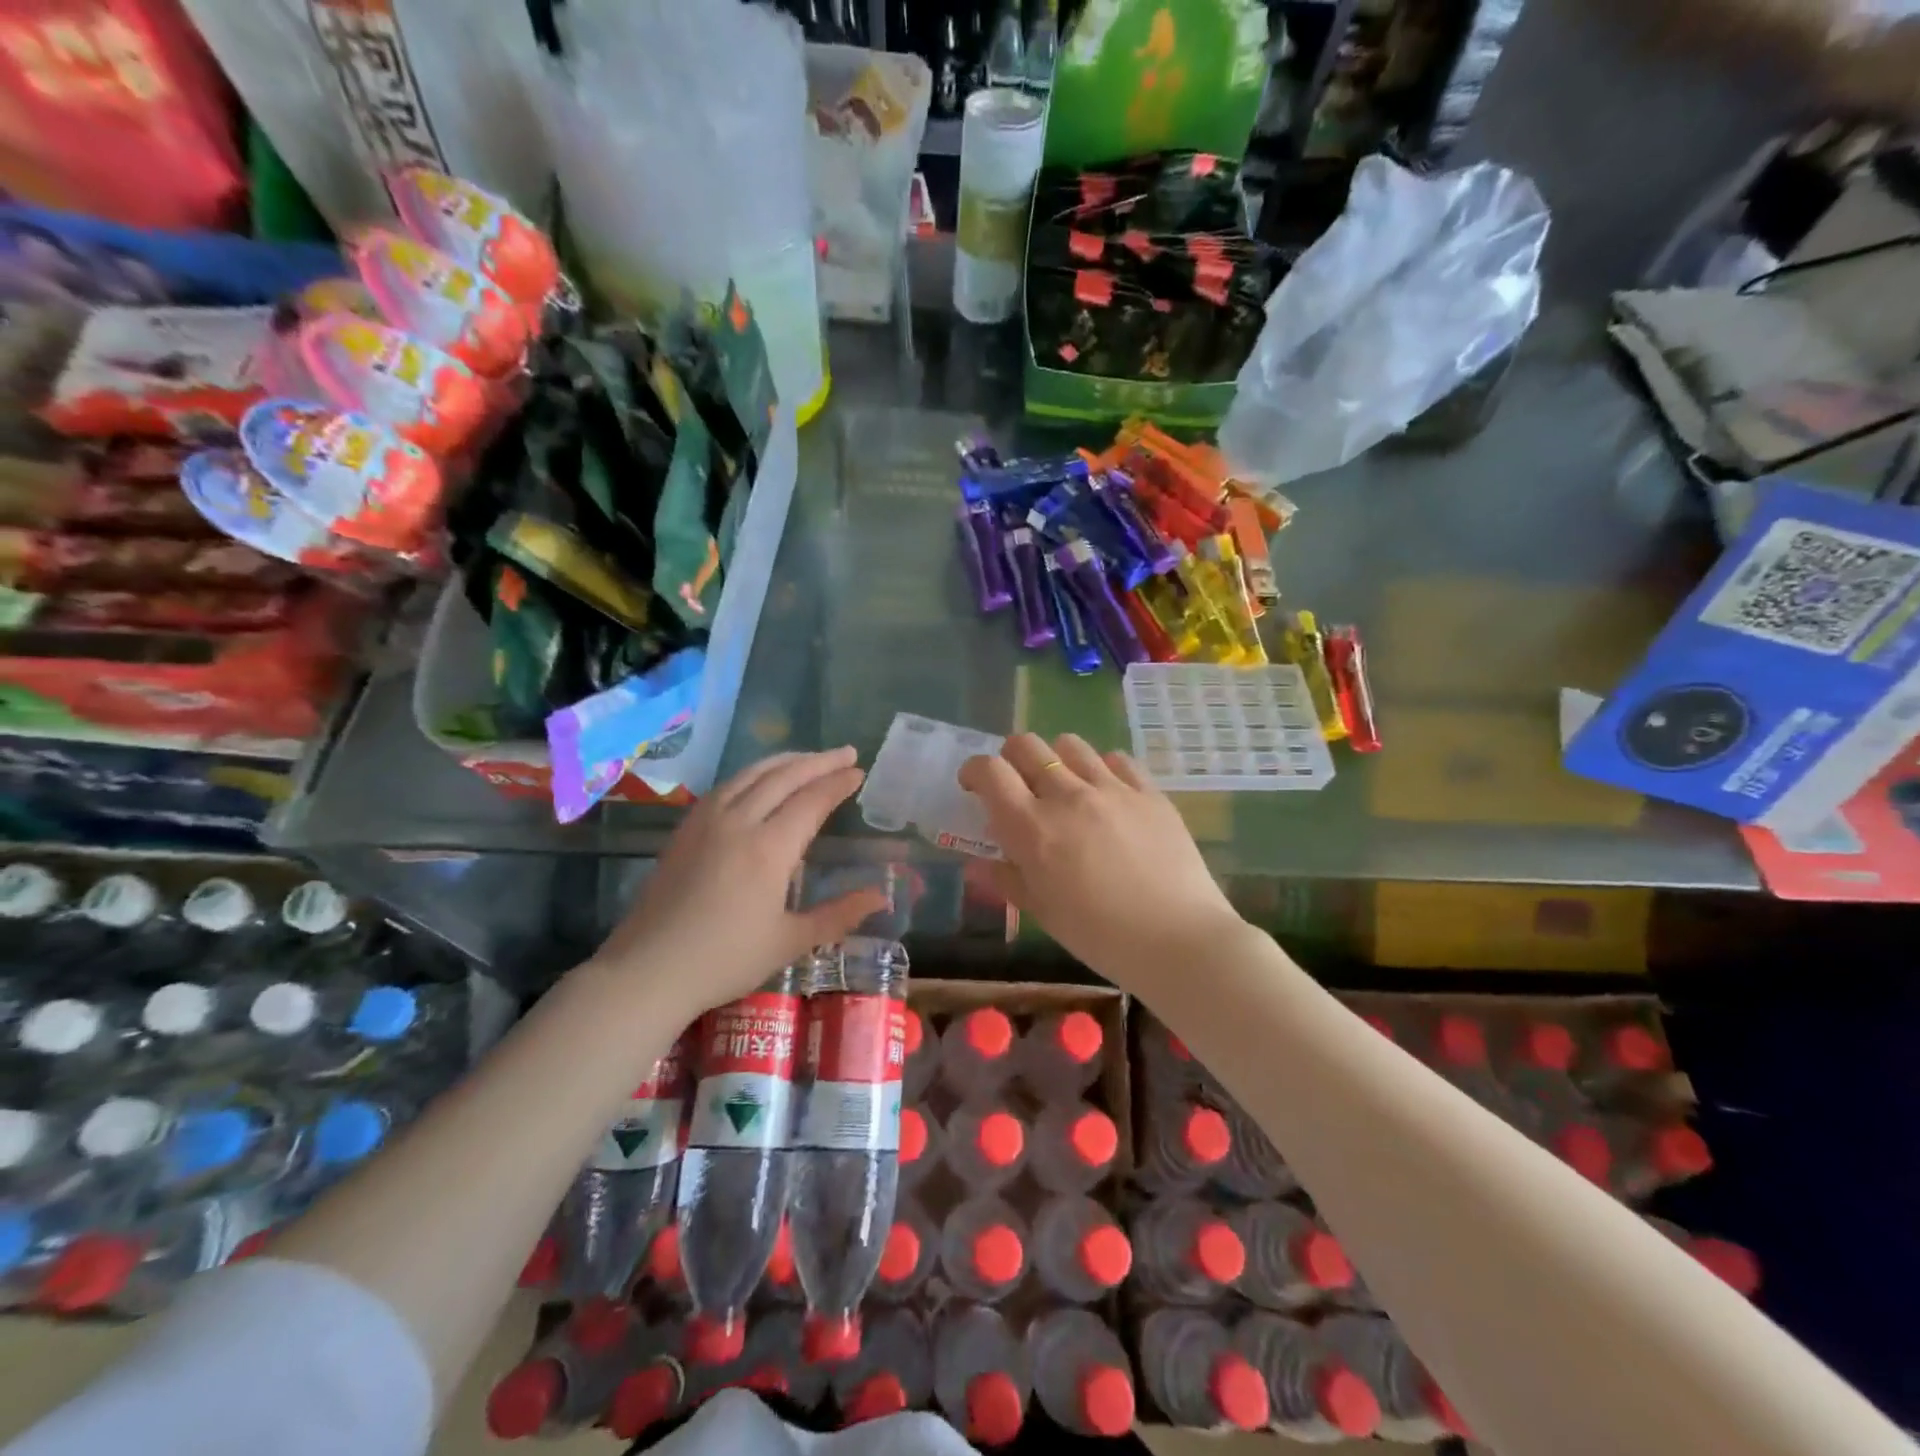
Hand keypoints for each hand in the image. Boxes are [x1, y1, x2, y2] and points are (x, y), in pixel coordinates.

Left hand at [590, 748, 889, 1020]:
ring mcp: (706, 821)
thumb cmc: (725, 960)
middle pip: (784, 777)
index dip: (837, 783)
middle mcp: (738, 823)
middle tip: (846, 753)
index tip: (859, 772)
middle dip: (819, 761)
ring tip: (810, 758)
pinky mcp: (685, 829)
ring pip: (751, 774)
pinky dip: (753, 773)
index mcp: (768, 849)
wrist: (648, 970)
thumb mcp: (790, 942)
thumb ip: (838, 914)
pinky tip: (760, 779)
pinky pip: (726, 786)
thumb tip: (882, 897)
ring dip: (786, 761)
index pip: (811, 801)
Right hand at [959, 733, 1241, 991]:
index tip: (975, 786)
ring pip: (1071, 744)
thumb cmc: (1099, 935)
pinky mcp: (1149, 791)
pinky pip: (1117, 759)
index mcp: (1032, 827)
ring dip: (1056, 758)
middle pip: (1027, 745)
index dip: (975, 770)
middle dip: (1011, 757)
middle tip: (1017, 784)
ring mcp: (1112, 788)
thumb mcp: (1043, 912)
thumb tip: (979, 863)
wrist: (1178, 939)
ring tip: (1064, 785)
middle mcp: (1067, 795)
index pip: (990, 771)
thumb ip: (1008, 879)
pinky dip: (1102, 769)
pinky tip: (1107, 793)